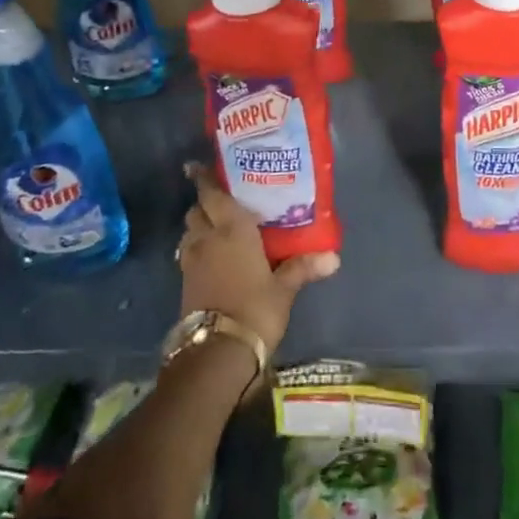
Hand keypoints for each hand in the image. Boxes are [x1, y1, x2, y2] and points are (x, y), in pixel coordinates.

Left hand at [175, 163, 339, 356]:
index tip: (195, 165)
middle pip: (197, 211)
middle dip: (205, 203)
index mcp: (231, 229)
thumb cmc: (255, 309)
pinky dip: (197, 248)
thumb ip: (303, 268)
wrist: (217, 352)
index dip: (203, 178)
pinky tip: (213, 257)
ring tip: (218, 228)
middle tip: (221, 200)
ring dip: (198, 226)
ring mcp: (191, 262)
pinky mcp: (185, 284)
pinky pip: (188, 254)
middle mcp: (207, 238)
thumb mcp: (284, 289)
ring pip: (189, 232)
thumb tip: (334, 258)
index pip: (212, 194)